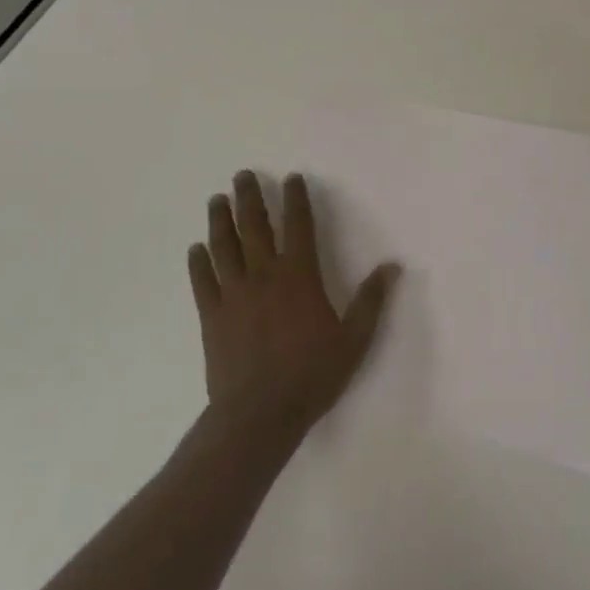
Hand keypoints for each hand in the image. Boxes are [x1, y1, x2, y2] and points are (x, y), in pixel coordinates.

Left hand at [189, 172, 397, 438]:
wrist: (259, 415)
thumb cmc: (312, 374)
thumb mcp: (354, 339)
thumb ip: (372, 300)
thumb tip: (393, 266)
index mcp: (300, 275)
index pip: (299, 225)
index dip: (296, 199)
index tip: (291, 178)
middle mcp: (264, 275)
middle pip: (255, 227)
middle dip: (250, 197)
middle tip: (242, 175)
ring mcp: (233, 294)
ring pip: (224, 247)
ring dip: (221, 220)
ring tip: (217, 199)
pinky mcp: (211, 316)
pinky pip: (203, 281)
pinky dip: (199, 262)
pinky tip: (196, 249)